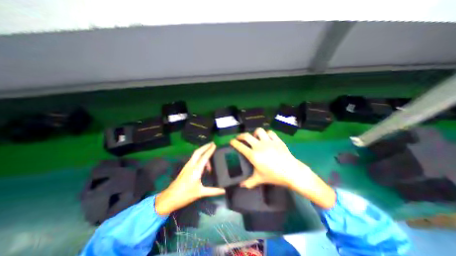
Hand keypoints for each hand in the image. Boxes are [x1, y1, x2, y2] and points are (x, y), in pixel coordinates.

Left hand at [156, 143, 224, 214]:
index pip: (204, 157)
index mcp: (196, 170)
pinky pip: (194, 158)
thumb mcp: (200, 193)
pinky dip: (199, 156)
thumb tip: (224, 191)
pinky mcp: (185, 168)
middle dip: (205, 146)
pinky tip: (203, 162)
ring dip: (202, 151)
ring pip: (195, 154)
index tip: (214, 145)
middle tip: (212, 143)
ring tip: (210, 154)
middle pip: (198, 152)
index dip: (210, 150)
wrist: (169, 198)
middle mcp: (191, 165)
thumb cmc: (185, 195)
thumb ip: (213, 191)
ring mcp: (187, 166)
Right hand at [232, 129, 333, 208]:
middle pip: (247, 136)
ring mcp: (268, 141)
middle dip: (241, 135)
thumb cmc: (274, 176)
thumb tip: (241, 186)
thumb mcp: (260, 179)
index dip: (234, 143)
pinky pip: (270, 132)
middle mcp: (259, 146)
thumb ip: (249, 182)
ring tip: (254, 137)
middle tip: (239, 138)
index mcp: (253, 155)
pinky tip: (267, 138)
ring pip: (259, 131)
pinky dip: (267, 134)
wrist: (292, 172)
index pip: (240, 146)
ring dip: (255, 133)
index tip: (231, 141)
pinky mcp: (277, 140)